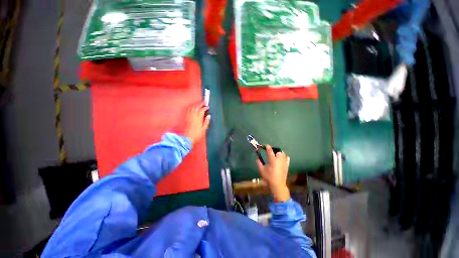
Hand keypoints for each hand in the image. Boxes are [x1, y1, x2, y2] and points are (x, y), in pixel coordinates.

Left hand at [184, 102, 209, 144]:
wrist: (188, 138)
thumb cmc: (197, 134)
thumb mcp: (204, 129)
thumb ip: (206, 122)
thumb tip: (208, 116)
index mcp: (198, 118)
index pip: (202, 110)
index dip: (205, 107)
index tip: (208, 107)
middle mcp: (193, 116)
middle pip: (197, 107)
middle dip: (201, 104)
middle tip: (205, 101)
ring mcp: (189, 117)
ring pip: (193, 108)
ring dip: (196, 105)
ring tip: (200, 104)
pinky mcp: (187, 118)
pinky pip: (189, 111)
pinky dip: (192, 108)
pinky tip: (193, 108)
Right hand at [256, 145, 290, 201]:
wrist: (277, 185)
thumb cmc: (268, 177)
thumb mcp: (261, 169)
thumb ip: (258, 162)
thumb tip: (257, 157)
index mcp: (272, 160)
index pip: (270, 150)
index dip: (267, 147)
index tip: (265, 146)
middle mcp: (279, 159)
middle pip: (278, 151)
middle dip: (274, 150)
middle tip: (270, 151)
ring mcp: (284, 162)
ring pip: (283, 154)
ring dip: (279, 153)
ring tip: (276, 155)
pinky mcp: (287, 166)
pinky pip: (287, 159)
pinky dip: (285, 157)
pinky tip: (282, 158)